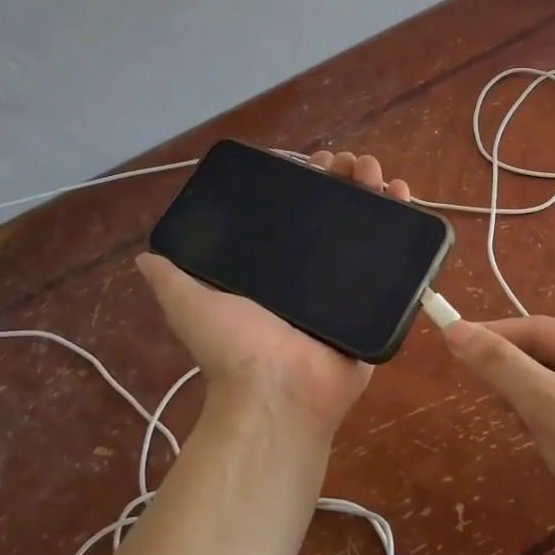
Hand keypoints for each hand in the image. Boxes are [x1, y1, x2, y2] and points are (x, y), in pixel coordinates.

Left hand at [134, 151, 411, 441]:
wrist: (279, 393)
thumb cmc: (236, 347)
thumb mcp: (190, 305)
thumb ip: (172, 278)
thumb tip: (146, 254)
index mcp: (278, 266)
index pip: (298, 210)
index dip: (310, 182)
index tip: (319, 161)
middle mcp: (315, 271)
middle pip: (338, 212)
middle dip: (348, 180)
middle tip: (356, 164)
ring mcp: (350, 285)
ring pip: (370, 228)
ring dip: (378, 193)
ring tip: (381, 175)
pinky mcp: (378, 301)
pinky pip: (398, 262)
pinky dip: (407, 227)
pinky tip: (407, 200)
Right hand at [440, 317, 554, 554]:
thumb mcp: (553, 412)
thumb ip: (504, 368)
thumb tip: (455, 329)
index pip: (539, 329)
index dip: (492, 337)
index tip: (447, 343)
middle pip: (546, 356)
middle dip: (519, 383)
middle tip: (503, 411)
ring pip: (553, 387)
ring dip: (533, 408)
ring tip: (539, 440)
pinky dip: (549, 427)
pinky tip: (553, 454)